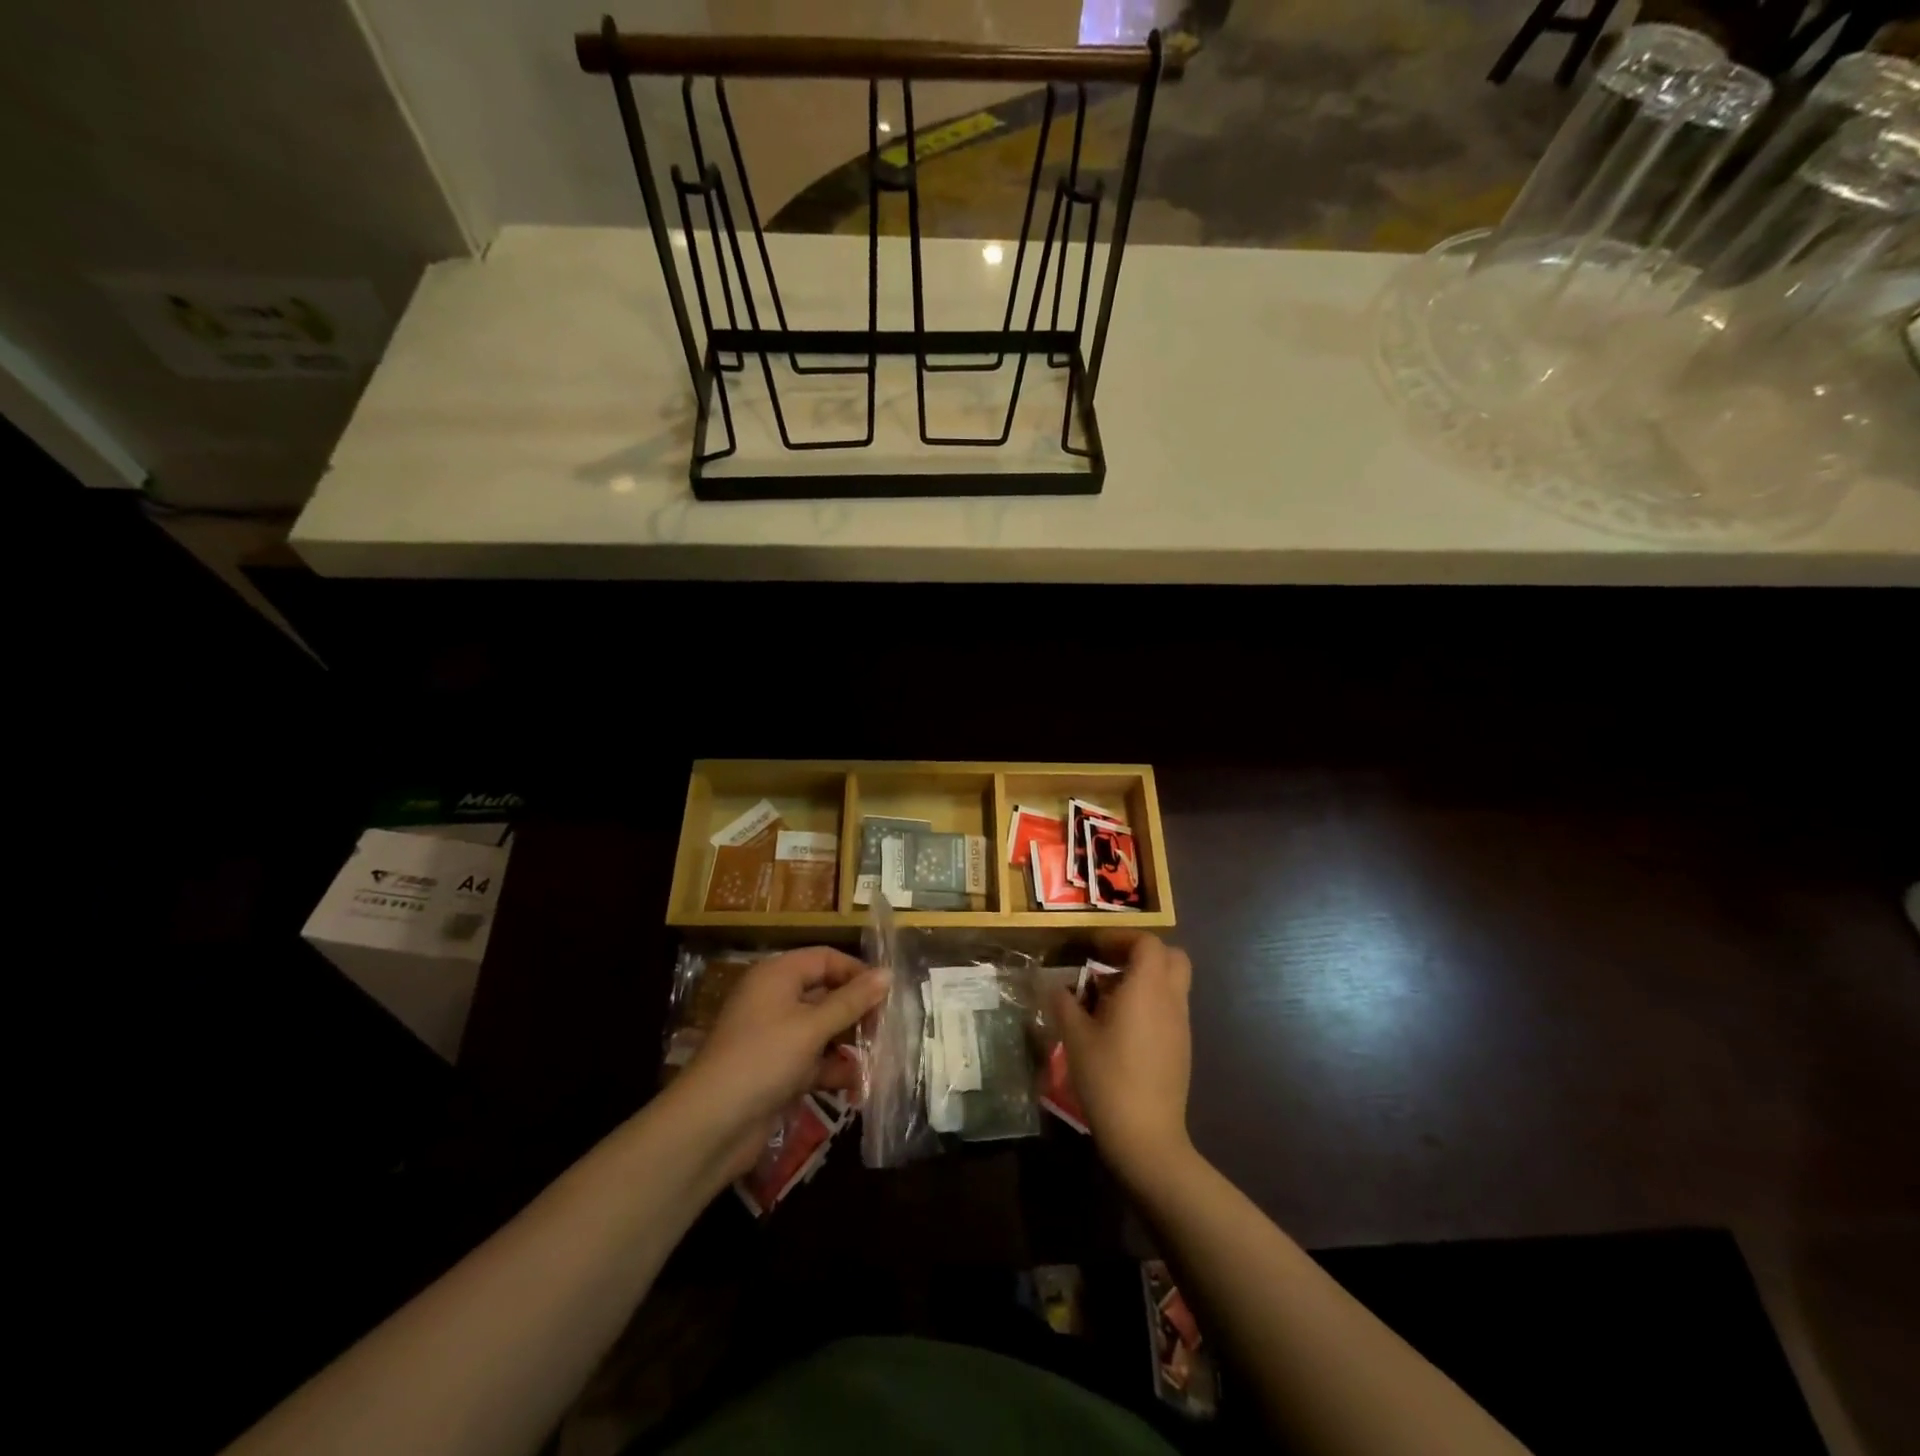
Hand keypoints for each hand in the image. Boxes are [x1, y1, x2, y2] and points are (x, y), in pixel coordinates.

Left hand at [671, 947, 887, 1178]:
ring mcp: (775, 1037)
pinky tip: (857, 1086)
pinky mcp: (777, 1070)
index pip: (826, 959)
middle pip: (826, 993)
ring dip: (850, 1043)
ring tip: (879, 1059)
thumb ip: (852, 1001)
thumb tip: (888, 973)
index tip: (887, 995)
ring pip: (823, 1029)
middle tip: (886, 1030)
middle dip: (857, 1011)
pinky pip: (814, 1060)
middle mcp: (775, 999)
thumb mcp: (812, 1026)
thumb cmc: (763, 1059)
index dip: (857, 973)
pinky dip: (834, 1070)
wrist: (710, 1126)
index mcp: (777, 976)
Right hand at [1051, 931, 1194, 1186]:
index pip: (1148, 942)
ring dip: (1144, 979)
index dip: (1121, 937)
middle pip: (1172, 957)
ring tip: (1107, 997)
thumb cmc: (1108, 1078)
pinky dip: (1150, 1002)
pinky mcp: (1182, 1048)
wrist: (1147, 1136)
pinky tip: (1121, 1027)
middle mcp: (1171, 999)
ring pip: (1172, 983)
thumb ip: (1064, 1003)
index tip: (1094, 948)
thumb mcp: (1075, 1037)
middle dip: (1141, 953)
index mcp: (1147, 988)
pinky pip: (1170, 1008)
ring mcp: (1181, 1025)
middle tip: (1109, 964)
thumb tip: (1054, 985)